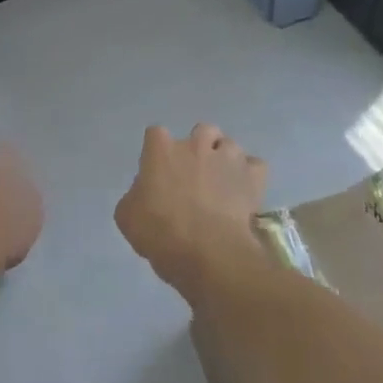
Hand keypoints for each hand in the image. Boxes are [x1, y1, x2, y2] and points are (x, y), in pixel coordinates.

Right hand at [114, 124, 266, 291]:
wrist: (207, 252)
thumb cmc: (160, 232)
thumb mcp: (127, 217)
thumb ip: (135, 196)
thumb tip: (144, 193)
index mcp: (161, 150)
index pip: (155, 134)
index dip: (157, 151)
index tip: (157, 170)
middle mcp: (195, 145)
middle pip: (200, 130)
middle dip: (199, 146)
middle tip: (194, 173)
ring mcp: (227, 158)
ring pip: (229, 144)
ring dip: (225, 158)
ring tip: (222, 182)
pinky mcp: (252, 177)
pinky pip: (256, 165)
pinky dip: (250, 175)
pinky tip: (244, 190)